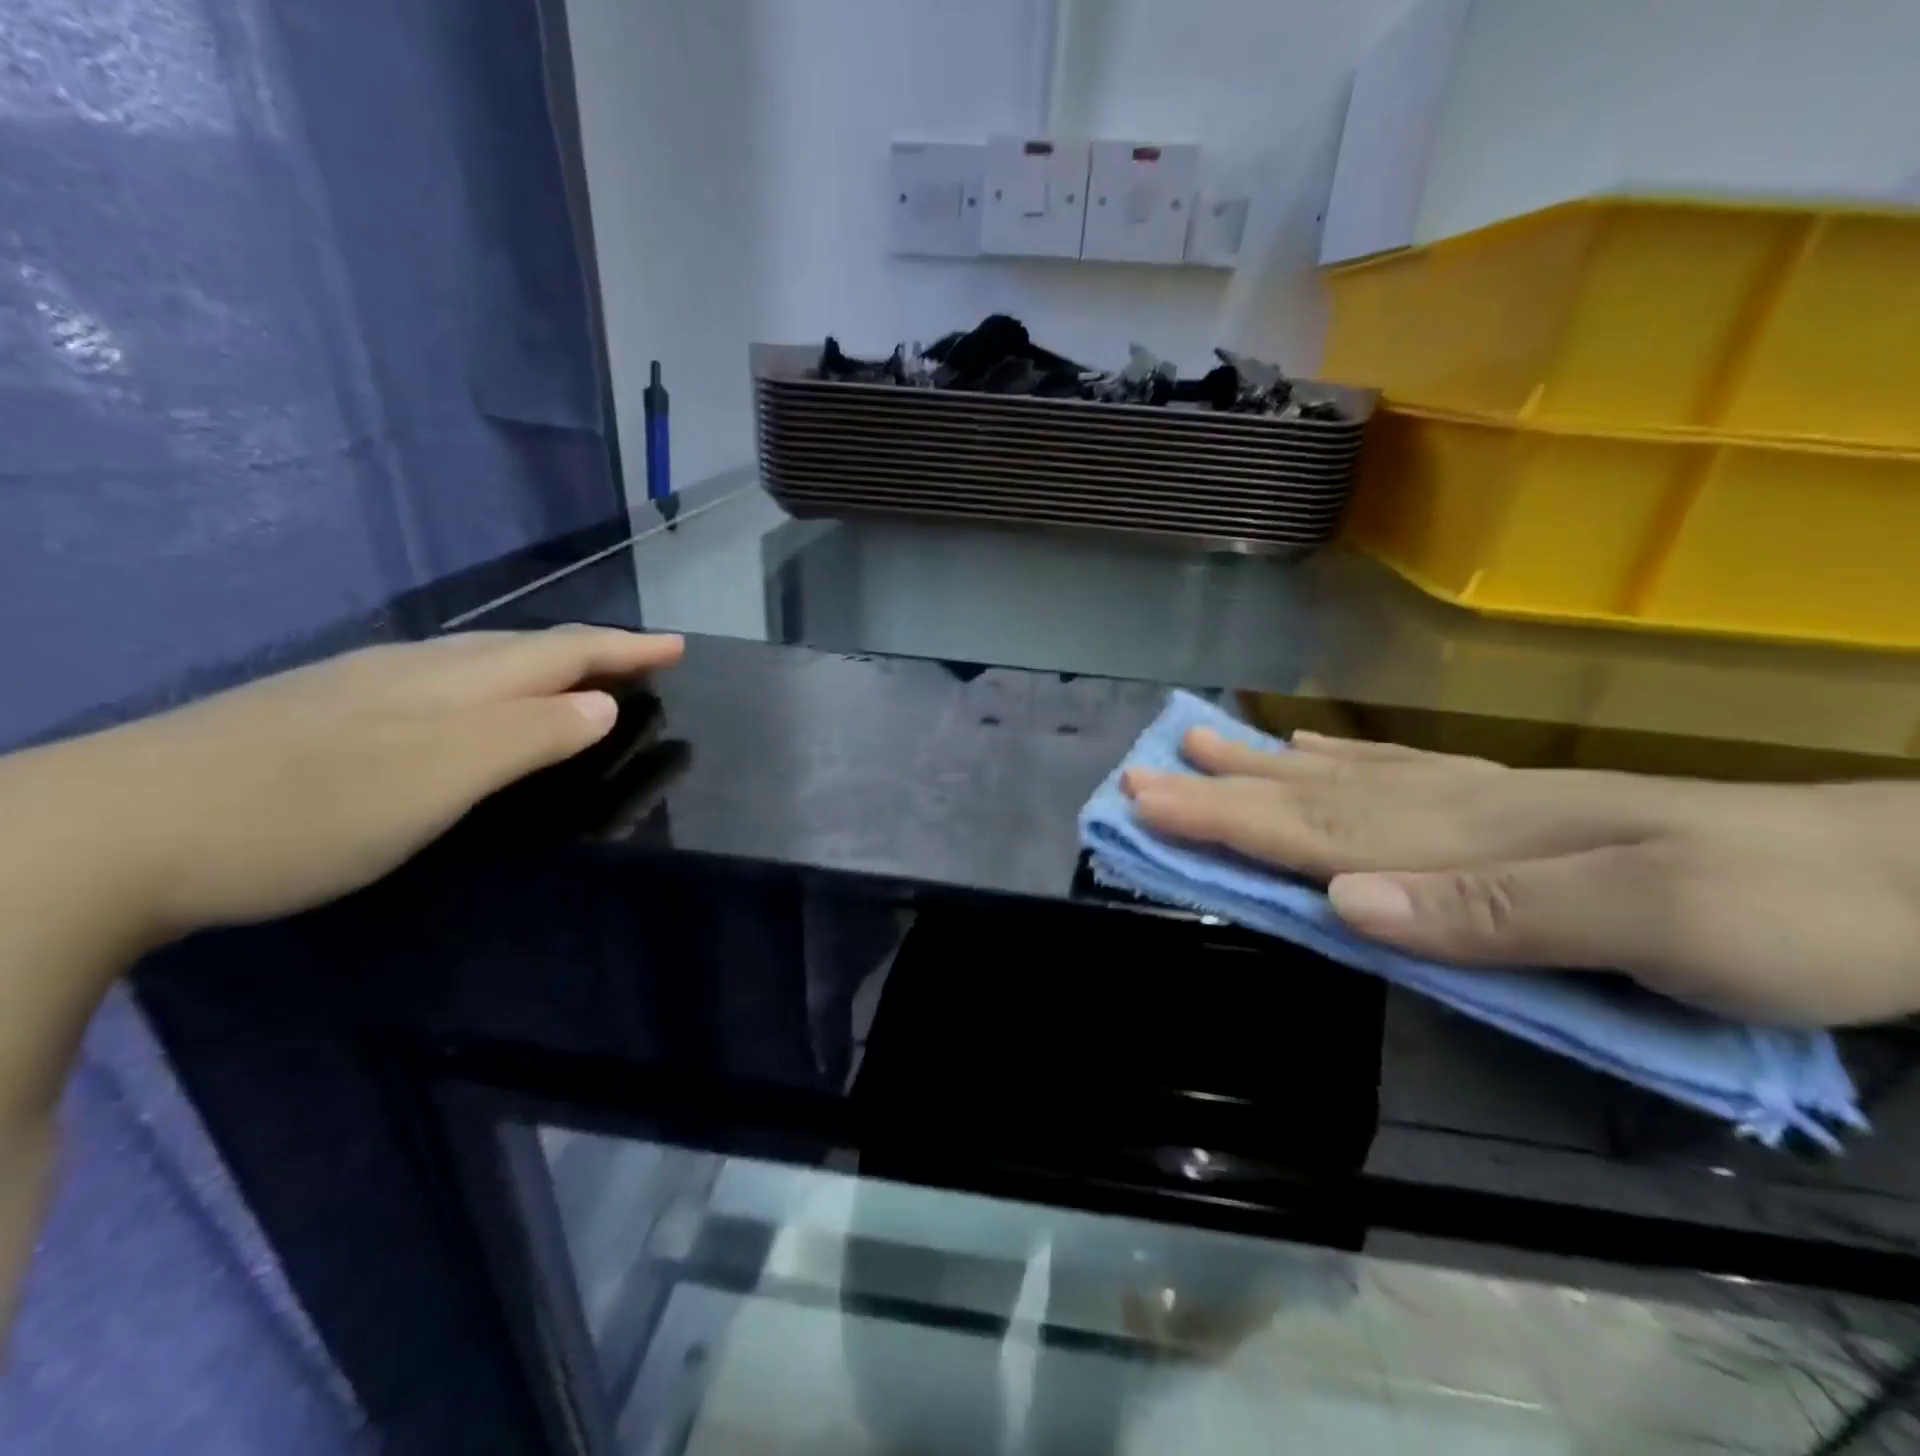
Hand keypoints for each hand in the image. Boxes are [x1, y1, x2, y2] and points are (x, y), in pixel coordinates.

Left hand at [6, 626, 682, 947]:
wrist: (116, 829)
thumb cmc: (308, 809)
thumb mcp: (442, 777)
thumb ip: (529, 737)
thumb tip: (602, 705)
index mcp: (452, 681)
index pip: (561, 651)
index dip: (625, 648)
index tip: (679, 646)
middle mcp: (413, 669)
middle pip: (523, 646)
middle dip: (593, 648)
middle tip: (642, 660)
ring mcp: (361, 686)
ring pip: (478, 659)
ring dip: (542, 663)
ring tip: (577, 676)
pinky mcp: (323, 712)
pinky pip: (441, 681)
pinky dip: (491, 684)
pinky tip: (472, 704)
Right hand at [1123, 730, 1919, 1025]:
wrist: (1910, 873)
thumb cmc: (1786, 912)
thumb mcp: (1658, 924)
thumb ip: (1491, 911)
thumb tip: (1344, 899)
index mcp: (1469, 839)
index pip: (1316, 828)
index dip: (1223, 818)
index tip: (1144, 802)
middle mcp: (1456, 809)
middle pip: (1311, 797)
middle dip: (1218, 788)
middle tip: (1141, 767)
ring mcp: (1482, 803)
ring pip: (1345, 781)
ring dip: (1263, 768)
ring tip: (1199, 742)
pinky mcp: (1508, 811)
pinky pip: (1400, 779)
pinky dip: (1340, 763)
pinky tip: (1310, 752)